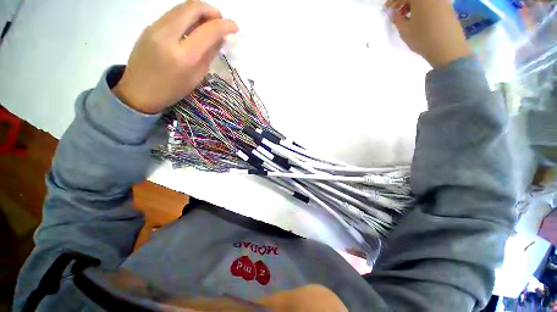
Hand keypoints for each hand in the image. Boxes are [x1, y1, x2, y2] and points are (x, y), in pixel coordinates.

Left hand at [113, 0, 237, 113]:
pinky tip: (192, 28)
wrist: (139, 91)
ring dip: (199, 11)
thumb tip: (220, 38)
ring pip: (182, 7)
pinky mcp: (149, 26)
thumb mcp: (196, 77)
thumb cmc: (172, 90)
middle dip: (211, 11)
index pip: (208, 30)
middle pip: (193, 7)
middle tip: (220, 21)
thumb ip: (209, 55)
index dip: (225, 25)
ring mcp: (155, 27)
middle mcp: (168, 35)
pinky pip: (173, 14)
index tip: (234, 27)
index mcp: (184, 55)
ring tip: (208, 24)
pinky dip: (187, 16)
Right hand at [386, 0, 469, 67]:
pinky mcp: (447, 7)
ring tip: (406, 17)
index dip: (393, 2)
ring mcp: (442, 0)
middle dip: (403, 2)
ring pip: (423, 0)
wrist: (447, 47)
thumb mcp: (404, 30)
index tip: (386, 9)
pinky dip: (422, 7)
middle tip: (396, 13)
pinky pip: (431, 3)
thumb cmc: (422, 37)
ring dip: (413, 5)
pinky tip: (418, 17)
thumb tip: (392, 12)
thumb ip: (396, 18)